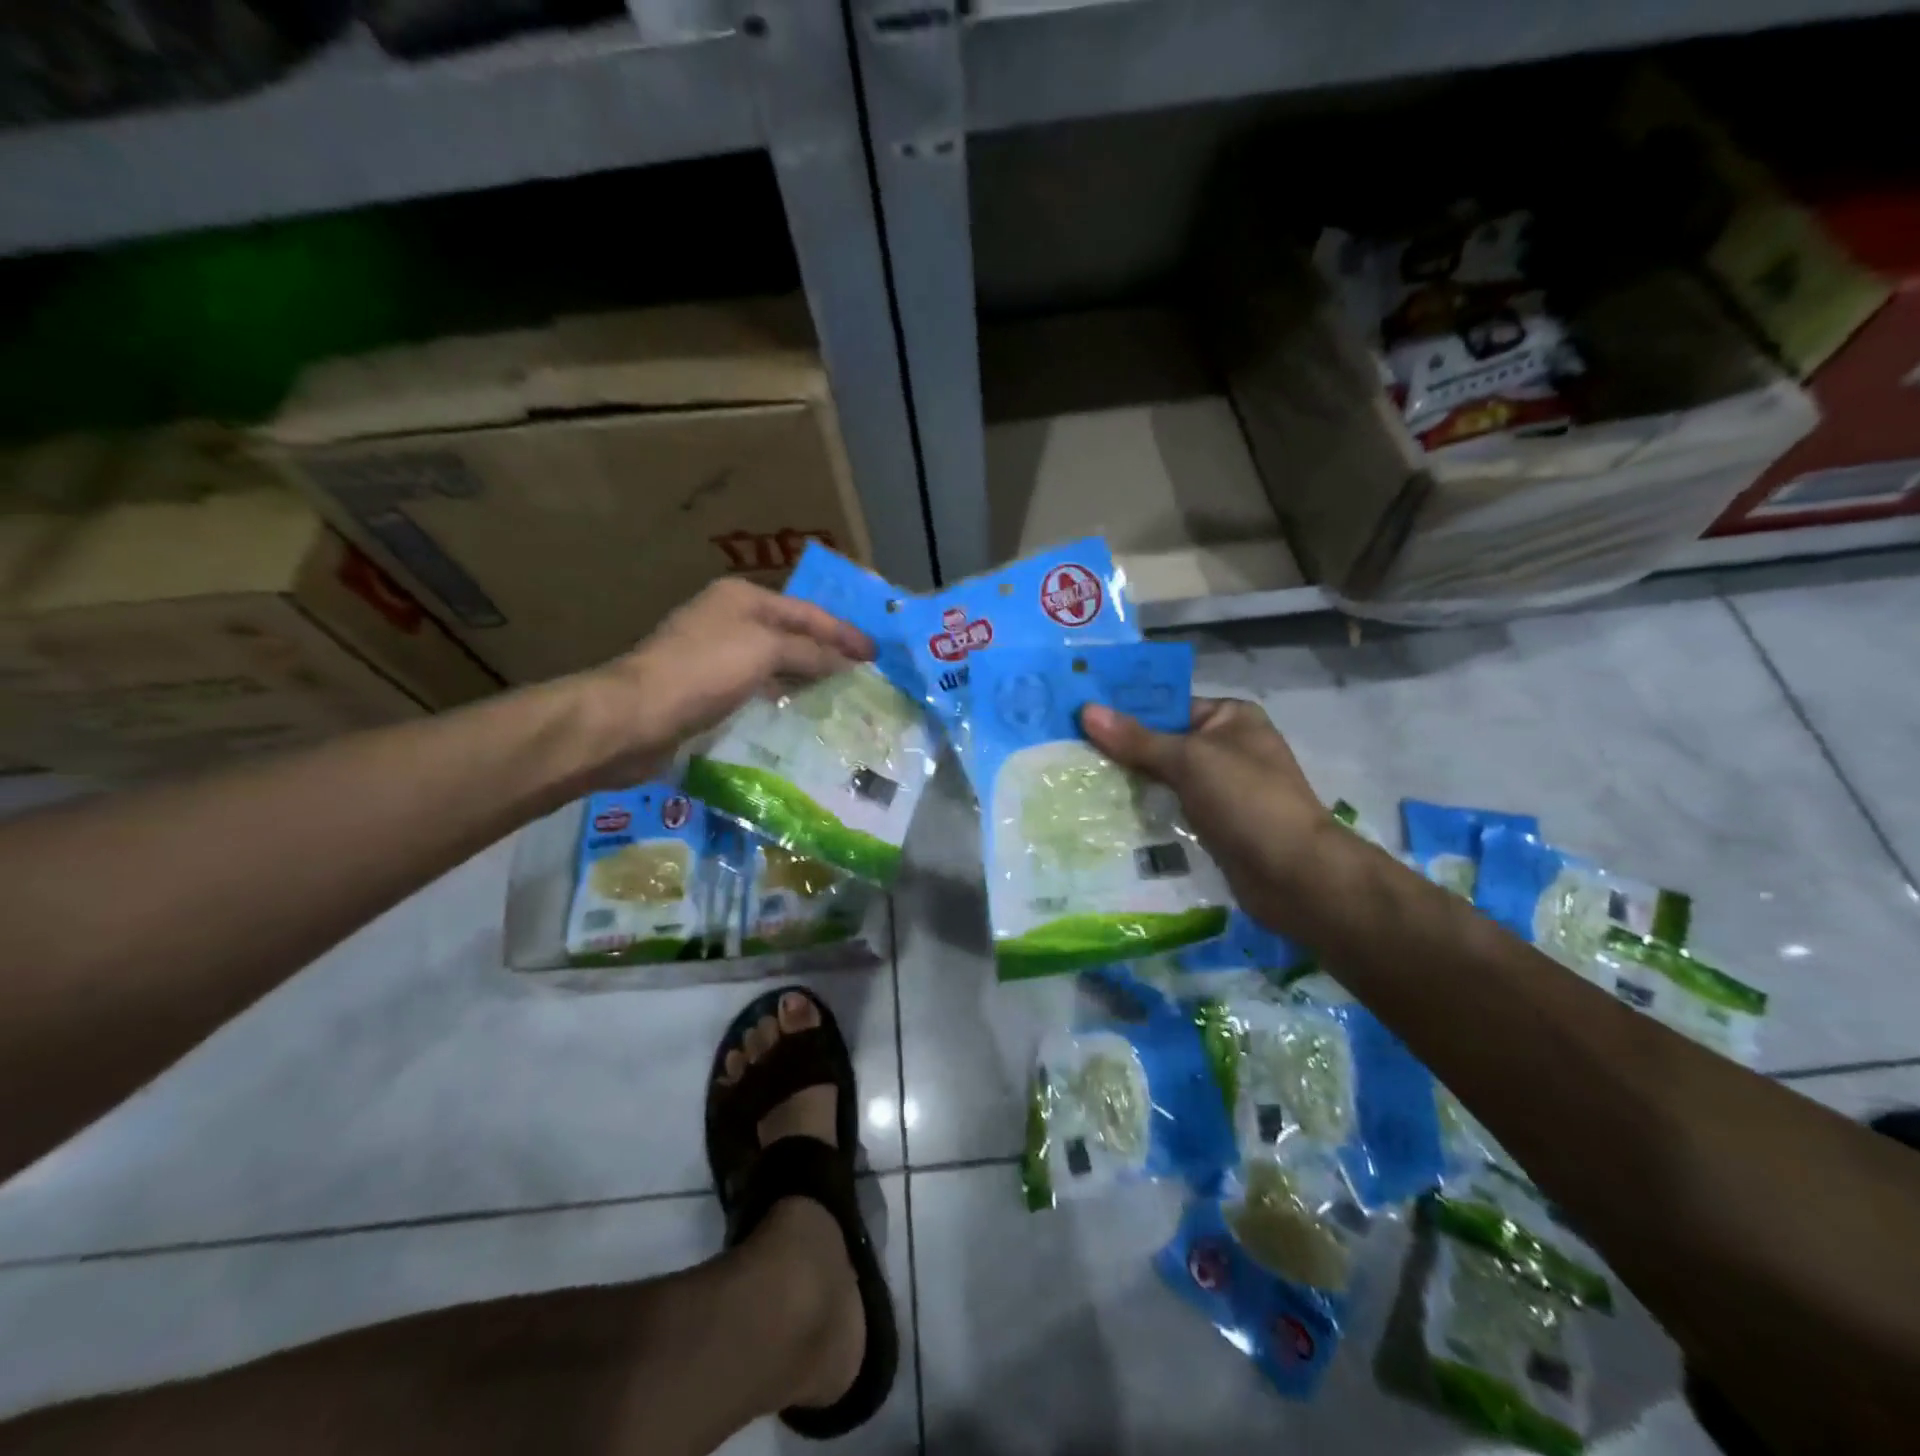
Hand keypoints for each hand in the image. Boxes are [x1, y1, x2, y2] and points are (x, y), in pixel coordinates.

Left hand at [580, 578, 872, 786]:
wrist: (636, 717)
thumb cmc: (704, 671)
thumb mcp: (765, 651)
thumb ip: (811, 652)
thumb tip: (846, 660)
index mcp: (742, 598)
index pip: (807, 612)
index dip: (844, 633)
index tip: (877, 654)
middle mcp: (729, 620)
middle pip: (792, 634)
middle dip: (828, 653)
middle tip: (865, 674)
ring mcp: (715, 655)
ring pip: (775, 662)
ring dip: (806, 676)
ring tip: (842, 694)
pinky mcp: (706, 689)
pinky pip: (757, 687)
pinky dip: (781, 695)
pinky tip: (800, 710)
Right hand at [1080, 696, 1338, 930]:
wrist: (1294, 875)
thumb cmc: (1246, 800)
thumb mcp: (1188, 759)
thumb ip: (1136, 739)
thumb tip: (1086, 710)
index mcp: (1230, 718)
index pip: (1167, 706)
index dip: (1124, 712)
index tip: (1076, 717)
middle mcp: (1226, 748)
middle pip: (1161, 743)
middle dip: (1120, 751)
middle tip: (1067, 752)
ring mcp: (1221, 789)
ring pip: (1163, 779)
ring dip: (1128, 784)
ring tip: (1076, 782)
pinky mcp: (1213, 825)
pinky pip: (1170, 810)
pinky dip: (1144, 812)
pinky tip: (1105, 814)